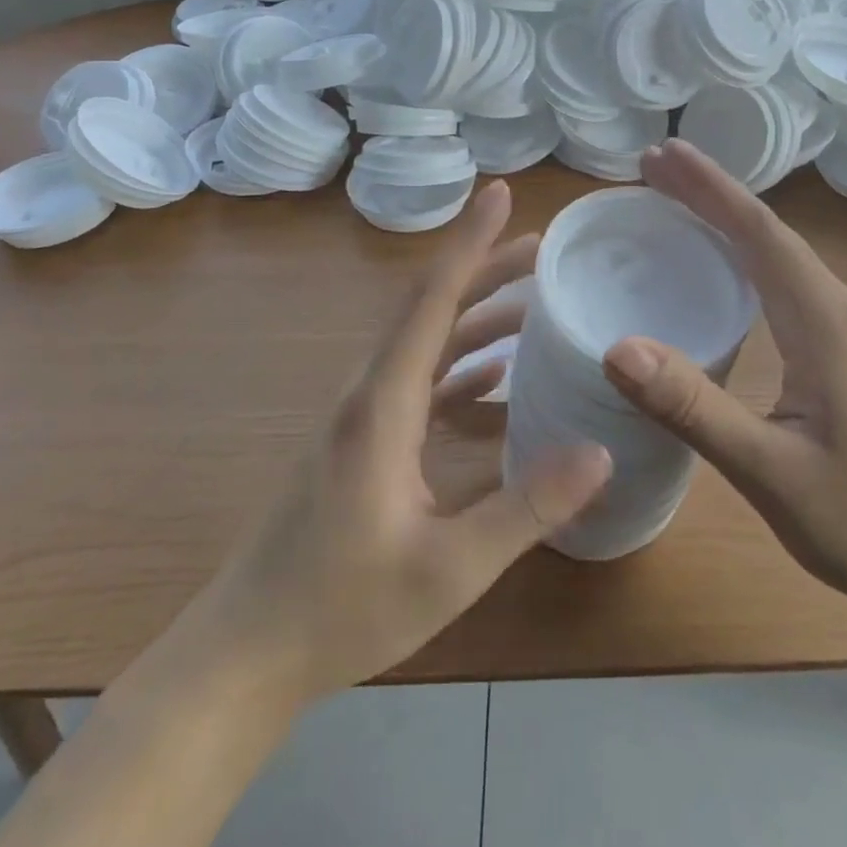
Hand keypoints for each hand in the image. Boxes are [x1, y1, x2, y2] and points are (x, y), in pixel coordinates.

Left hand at [211, 179, 611, 701]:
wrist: (246, 653)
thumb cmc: (341, 610)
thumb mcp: (448, 568)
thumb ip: (526, 508)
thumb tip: (600, 452)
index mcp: (382, 405)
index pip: (431, 301)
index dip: (469, 243)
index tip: (501, 193)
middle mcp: (369, 394)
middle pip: (431, 310)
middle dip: (485, 270)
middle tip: (542, 247)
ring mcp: (362, 419)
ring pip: (425, 344)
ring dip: (476, 317)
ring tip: (532, 299)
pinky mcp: (363, 444)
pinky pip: (419, 384)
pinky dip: (460, 367)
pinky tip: (496, 378)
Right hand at [600, 141, 846, 622]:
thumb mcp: (772, 473)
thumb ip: (695, 409)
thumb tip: (617, 348)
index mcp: (827, 322)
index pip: (759, 233)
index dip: (708, 188)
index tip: (659, 156)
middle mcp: (844, 310)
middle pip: (770, 233)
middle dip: (711, 194)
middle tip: (653, 167)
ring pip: (784, 256)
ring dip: (730, 223)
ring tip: (678, 205)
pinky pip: (793, 284)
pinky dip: (749, 259)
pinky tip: (729, 273)